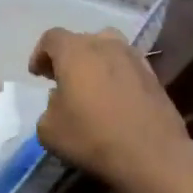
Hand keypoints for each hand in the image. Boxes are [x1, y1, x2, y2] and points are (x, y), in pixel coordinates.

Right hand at [29, 29, 192, 190]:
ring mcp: (135, 59)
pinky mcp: (154, 77)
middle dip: (69, 57)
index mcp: (76, 51)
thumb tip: (61, 100)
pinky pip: (128, 68)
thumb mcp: (49, 130)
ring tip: (91, 86)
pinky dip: (117, 76)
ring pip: (110, 50)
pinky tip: (115, 98)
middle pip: (83, 40)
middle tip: (63, 79)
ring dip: (96, 63)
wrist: (151, 154)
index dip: (40, 54)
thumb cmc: (92, 137)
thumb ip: (49, 107)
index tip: (37, 74)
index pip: (52, 38)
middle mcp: (107, 45)